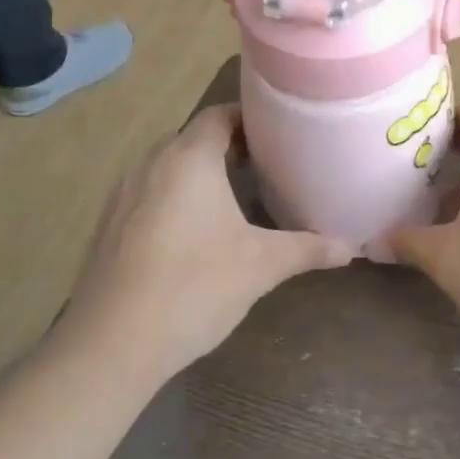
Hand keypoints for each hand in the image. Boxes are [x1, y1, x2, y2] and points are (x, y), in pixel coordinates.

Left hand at [60, 105, 356, 378]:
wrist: (113, 343)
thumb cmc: (195, 287)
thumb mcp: (261, 267)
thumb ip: (307, 249)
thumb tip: (351, 247)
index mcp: (189, 159)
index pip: (219, 115)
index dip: (249, 118)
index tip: (278, 134)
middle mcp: (151, 164)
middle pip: (192, 139)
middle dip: (227, 147)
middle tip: (265, 166)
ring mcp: (123, 194)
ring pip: (167, 167)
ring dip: (198, 174)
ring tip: (233, 198)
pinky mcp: (108, 225)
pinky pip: (148, 194)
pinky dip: (173, 199)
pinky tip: (191, 234)